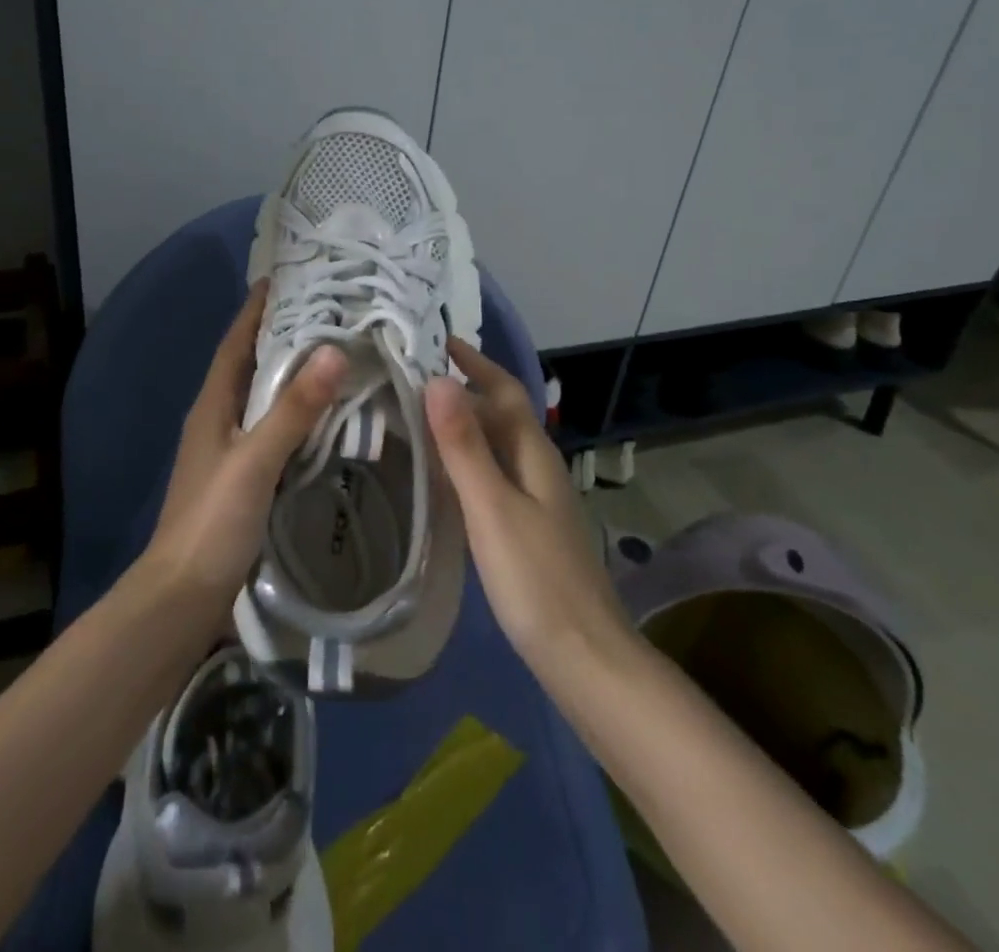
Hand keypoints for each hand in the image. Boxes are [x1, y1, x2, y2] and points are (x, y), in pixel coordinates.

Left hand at [145, 282, 346, 619]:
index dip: (256, 309)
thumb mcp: (255, 460)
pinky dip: (296, 411)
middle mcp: (218, 419)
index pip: (236, 342)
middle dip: (280, 334)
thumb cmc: (213, 522)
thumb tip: (334, 350)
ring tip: (332, 351)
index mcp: (213, 406)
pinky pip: (273, 428)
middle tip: (325, 310)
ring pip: (263, 396)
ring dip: (290, 372)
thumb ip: (294, 409)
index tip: (284, 277)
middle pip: (249, 364)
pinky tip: (324, 414)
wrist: (183, 598)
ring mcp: (229, 450)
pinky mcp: (244, 477)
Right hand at [426, 340, 632, 677]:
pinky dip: (466, 460)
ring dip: (463, 423)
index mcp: (534, 455)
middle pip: (502, 414)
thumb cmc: (536, 580)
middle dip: (465, 388)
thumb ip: (464, 447)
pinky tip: (442, 474)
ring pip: (497, 445)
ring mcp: (536, 500)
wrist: (585, 659)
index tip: (438, 339)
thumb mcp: (492, 509)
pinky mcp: (528, 528)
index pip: (505, 390)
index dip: (476, 362)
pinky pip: (493, 475)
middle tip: (413, 376)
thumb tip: (439, 380)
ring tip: (417, 415)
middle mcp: (539, 468)